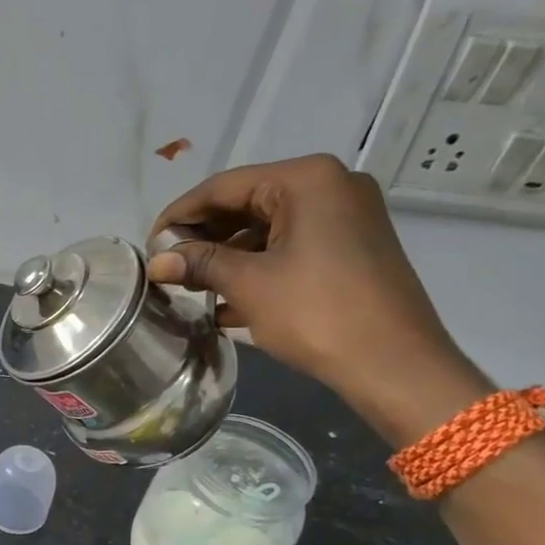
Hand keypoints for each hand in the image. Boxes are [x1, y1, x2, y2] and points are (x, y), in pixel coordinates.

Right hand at [149, 155, 479, 432]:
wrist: (394, 365)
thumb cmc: (317, 313)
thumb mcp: (249, 284)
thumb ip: (199, 263)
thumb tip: (156, 261)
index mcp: (307, 180)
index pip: (224, 187)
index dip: (180, 214)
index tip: (149, 244)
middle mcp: (330, 187)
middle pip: (247, 204)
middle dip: (203, 237)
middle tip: (167, 266)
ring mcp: (345, 218)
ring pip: (267, 229)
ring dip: (226, 256)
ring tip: (190, 286)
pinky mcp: (350, 249)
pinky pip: (290, 248)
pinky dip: (256, 268)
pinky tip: (222, 301)